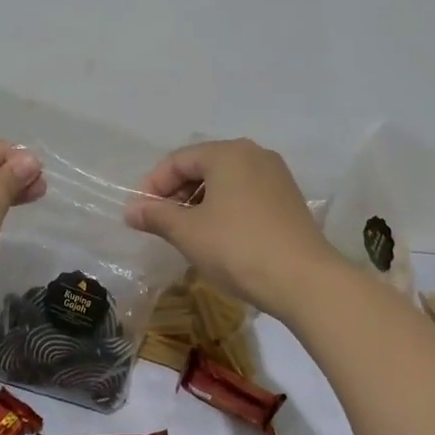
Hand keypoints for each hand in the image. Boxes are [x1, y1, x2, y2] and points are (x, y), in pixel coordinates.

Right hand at [124, 138, 346, 319]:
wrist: (304, 280)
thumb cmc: (237, 248)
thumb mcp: (188, 233)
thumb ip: (156, 216)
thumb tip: (131, 211)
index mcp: (228, 153)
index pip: (178, 160)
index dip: (153, 185)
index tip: (139, 214)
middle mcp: (254, 154)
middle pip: (203, 166)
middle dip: (176, 193)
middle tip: (160, 222)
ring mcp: (276, 176)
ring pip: (225, 180)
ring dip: (199, 201)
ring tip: (185, 231)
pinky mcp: (288, 199)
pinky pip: (245, 193)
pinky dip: (224, 207)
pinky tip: (216, 235)